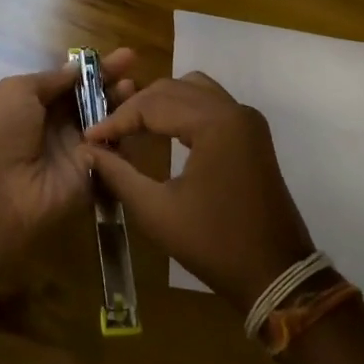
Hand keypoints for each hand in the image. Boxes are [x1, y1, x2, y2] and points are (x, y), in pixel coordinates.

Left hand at [0, 48, 137, 249]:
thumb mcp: (18, 90)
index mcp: (37, 104)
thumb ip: (52, 79)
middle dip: (114, 85)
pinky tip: (135, 119)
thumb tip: (77, 68)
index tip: (125, 57)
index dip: (97, 70)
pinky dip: (124, 136)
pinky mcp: (91, 175)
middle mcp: (58, 126)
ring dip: (122, 106)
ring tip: (134, 90)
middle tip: (134, 70)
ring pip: (107, 124)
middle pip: (93, 102)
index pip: (74, 83)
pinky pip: (113, 153)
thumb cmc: (2, 131)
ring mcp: (76, 151)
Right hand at [84, 71, 312, 310]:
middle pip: (172, 89)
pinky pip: (210, 103)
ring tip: (132, 126)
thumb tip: (88, 151)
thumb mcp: (156, 211)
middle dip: (136, 108)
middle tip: (107, 132)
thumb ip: (118, 174)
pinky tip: (164, 130)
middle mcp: (234, 110)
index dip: (117, 119)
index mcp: (215, 124)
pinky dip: (183, 108)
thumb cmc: (214, 244)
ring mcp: (247, 120)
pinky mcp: (252, 133)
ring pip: (193, 89)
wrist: (275, 274)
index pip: (153, 105)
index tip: (90, 137)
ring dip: (160, 102)